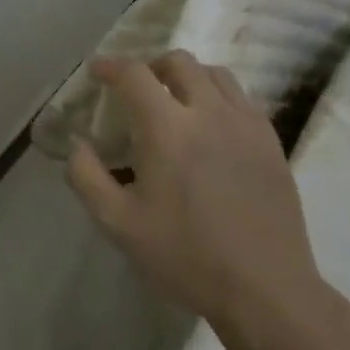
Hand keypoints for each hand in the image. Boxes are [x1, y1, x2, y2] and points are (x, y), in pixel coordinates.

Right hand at [65, 51, 324, 329]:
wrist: (265, 287)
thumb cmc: (186, 255)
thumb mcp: (118, 224)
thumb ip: (87, 177)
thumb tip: (78, 145)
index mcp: (167, 128)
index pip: (134, 75)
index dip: (110, 66)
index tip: (97, 72)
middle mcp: (209, 112)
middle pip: (178, 62)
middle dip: (150, 66)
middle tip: (136, 90)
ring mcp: (246, 124)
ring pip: (214, 74)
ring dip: (187, 76)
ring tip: (175, 102)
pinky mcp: (271, 141)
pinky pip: (241, 98)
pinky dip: (217, 96)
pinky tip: (211, 126)